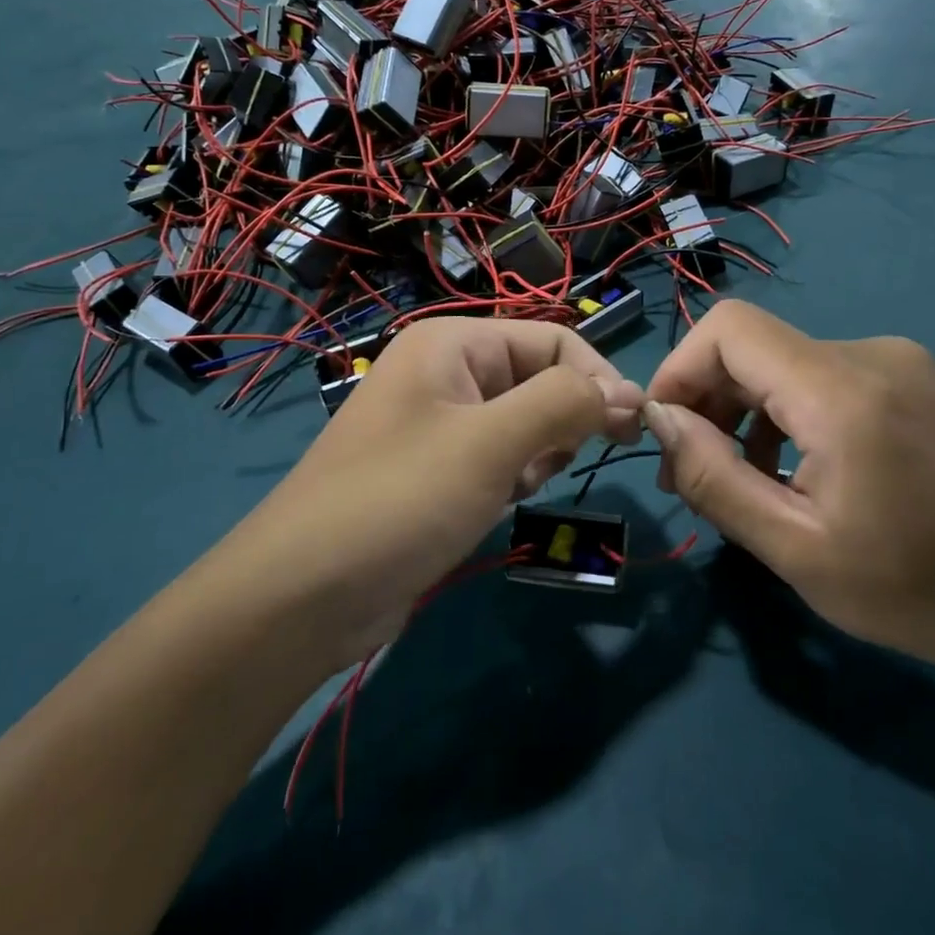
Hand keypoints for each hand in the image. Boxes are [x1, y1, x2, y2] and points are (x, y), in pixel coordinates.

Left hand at [228, 319, 644, 668]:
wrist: (303, 595)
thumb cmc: (401, 499)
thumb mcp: (491, 443)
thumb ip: (565, 403)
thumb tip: (631, 393)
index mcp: (452, 343)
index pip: (554, 340)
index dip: (597, 380)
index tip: (631, 432)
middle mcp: (446, 372)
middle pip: (540, 380)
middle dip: (559, 423)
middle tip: (546, 466)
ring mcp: (438, 422)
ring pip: (524, 424)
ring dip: (535, 456)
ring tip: (509, 489)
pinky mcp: (435, 469)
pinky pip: (498, 458)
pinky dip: (510, 479)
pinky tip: (493, 507)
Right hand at [644, 301, 934, 678]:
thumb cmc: (916, 591)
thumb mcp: (795, 550)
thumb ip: (714, 479)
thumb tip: (660, 420)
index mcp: (843, 392)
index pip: (730, 330)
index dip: (680, 369)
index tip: (665, 433)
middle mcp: (870, 354)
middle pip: (754, 346)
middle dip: (706, 401)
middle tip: (690, 476)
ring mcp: (896, 361)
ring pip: (782, 363)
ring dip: (744, 412)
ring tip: (740, 482)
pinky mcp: (909, 377)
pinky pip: (819, 377)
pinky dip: (785, 413)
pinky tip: (792, 470)